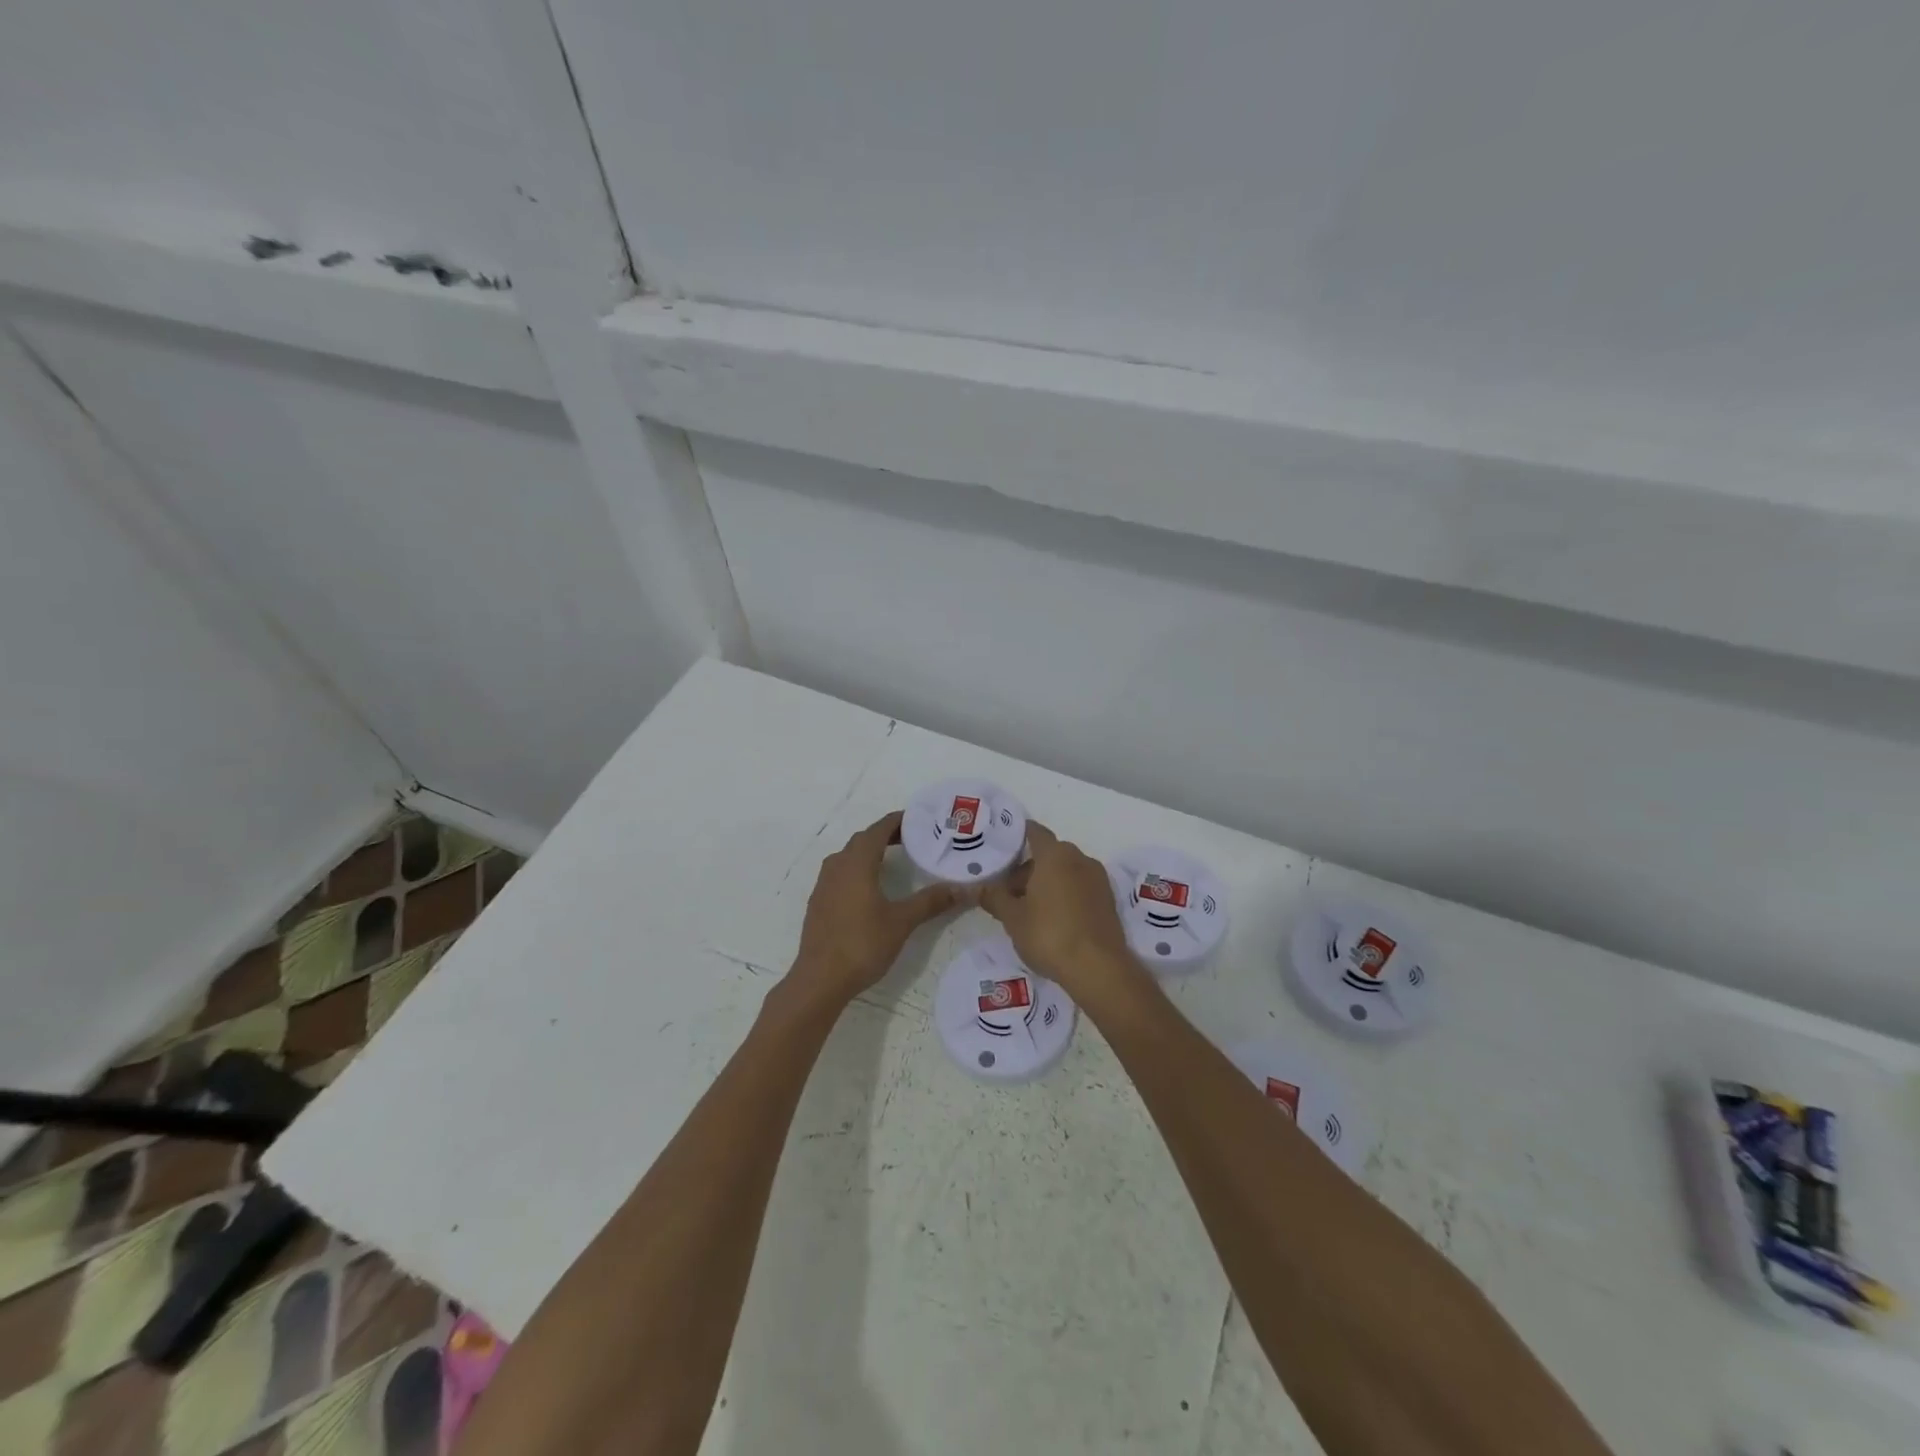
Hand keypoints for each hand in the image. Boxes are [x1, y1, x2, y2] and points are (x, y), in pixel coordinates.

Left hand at [786, 811, 964, 1009]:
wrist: (820, 980)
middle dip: (887, 835)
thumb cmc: (862, 944)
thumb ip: (931, 901)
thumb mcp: (902, 921)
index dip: (899, 821)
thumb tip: (963, 889)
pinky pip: (841, 872)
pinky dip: (859, 868)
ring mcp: (824, 884)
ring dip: (871, 851)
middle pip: (863, 839)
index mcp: (857, 862)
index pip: (879, 829)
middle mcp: (837, 865)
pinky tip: (871, 887)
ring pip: (849, 856)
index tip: (920, 820)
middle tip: (914, 839)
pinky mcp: (819, 901)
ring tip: (895, 859)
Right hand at [980, 822, 1140, 1004]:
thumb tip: (979, 887)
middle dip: (1029, 868)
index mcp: (1055, 855)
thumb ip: (995, 897)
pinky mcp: (1108, 900)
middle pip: (1049, 854)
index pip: (1035, 832)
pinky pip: (1081, 887)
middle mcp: (1080, 859)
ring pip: (1066, 871)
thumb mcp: (1013, 918)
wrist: (1098, 968)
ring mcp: (1098, 879)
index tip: (1003, 847)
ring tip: (1029, 909)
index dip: (1018, 835)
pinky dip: (1065, 894)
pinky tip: (1053, 919)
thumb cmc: (1049, 935)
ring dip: (1048, 882)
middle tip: (1009, 892)